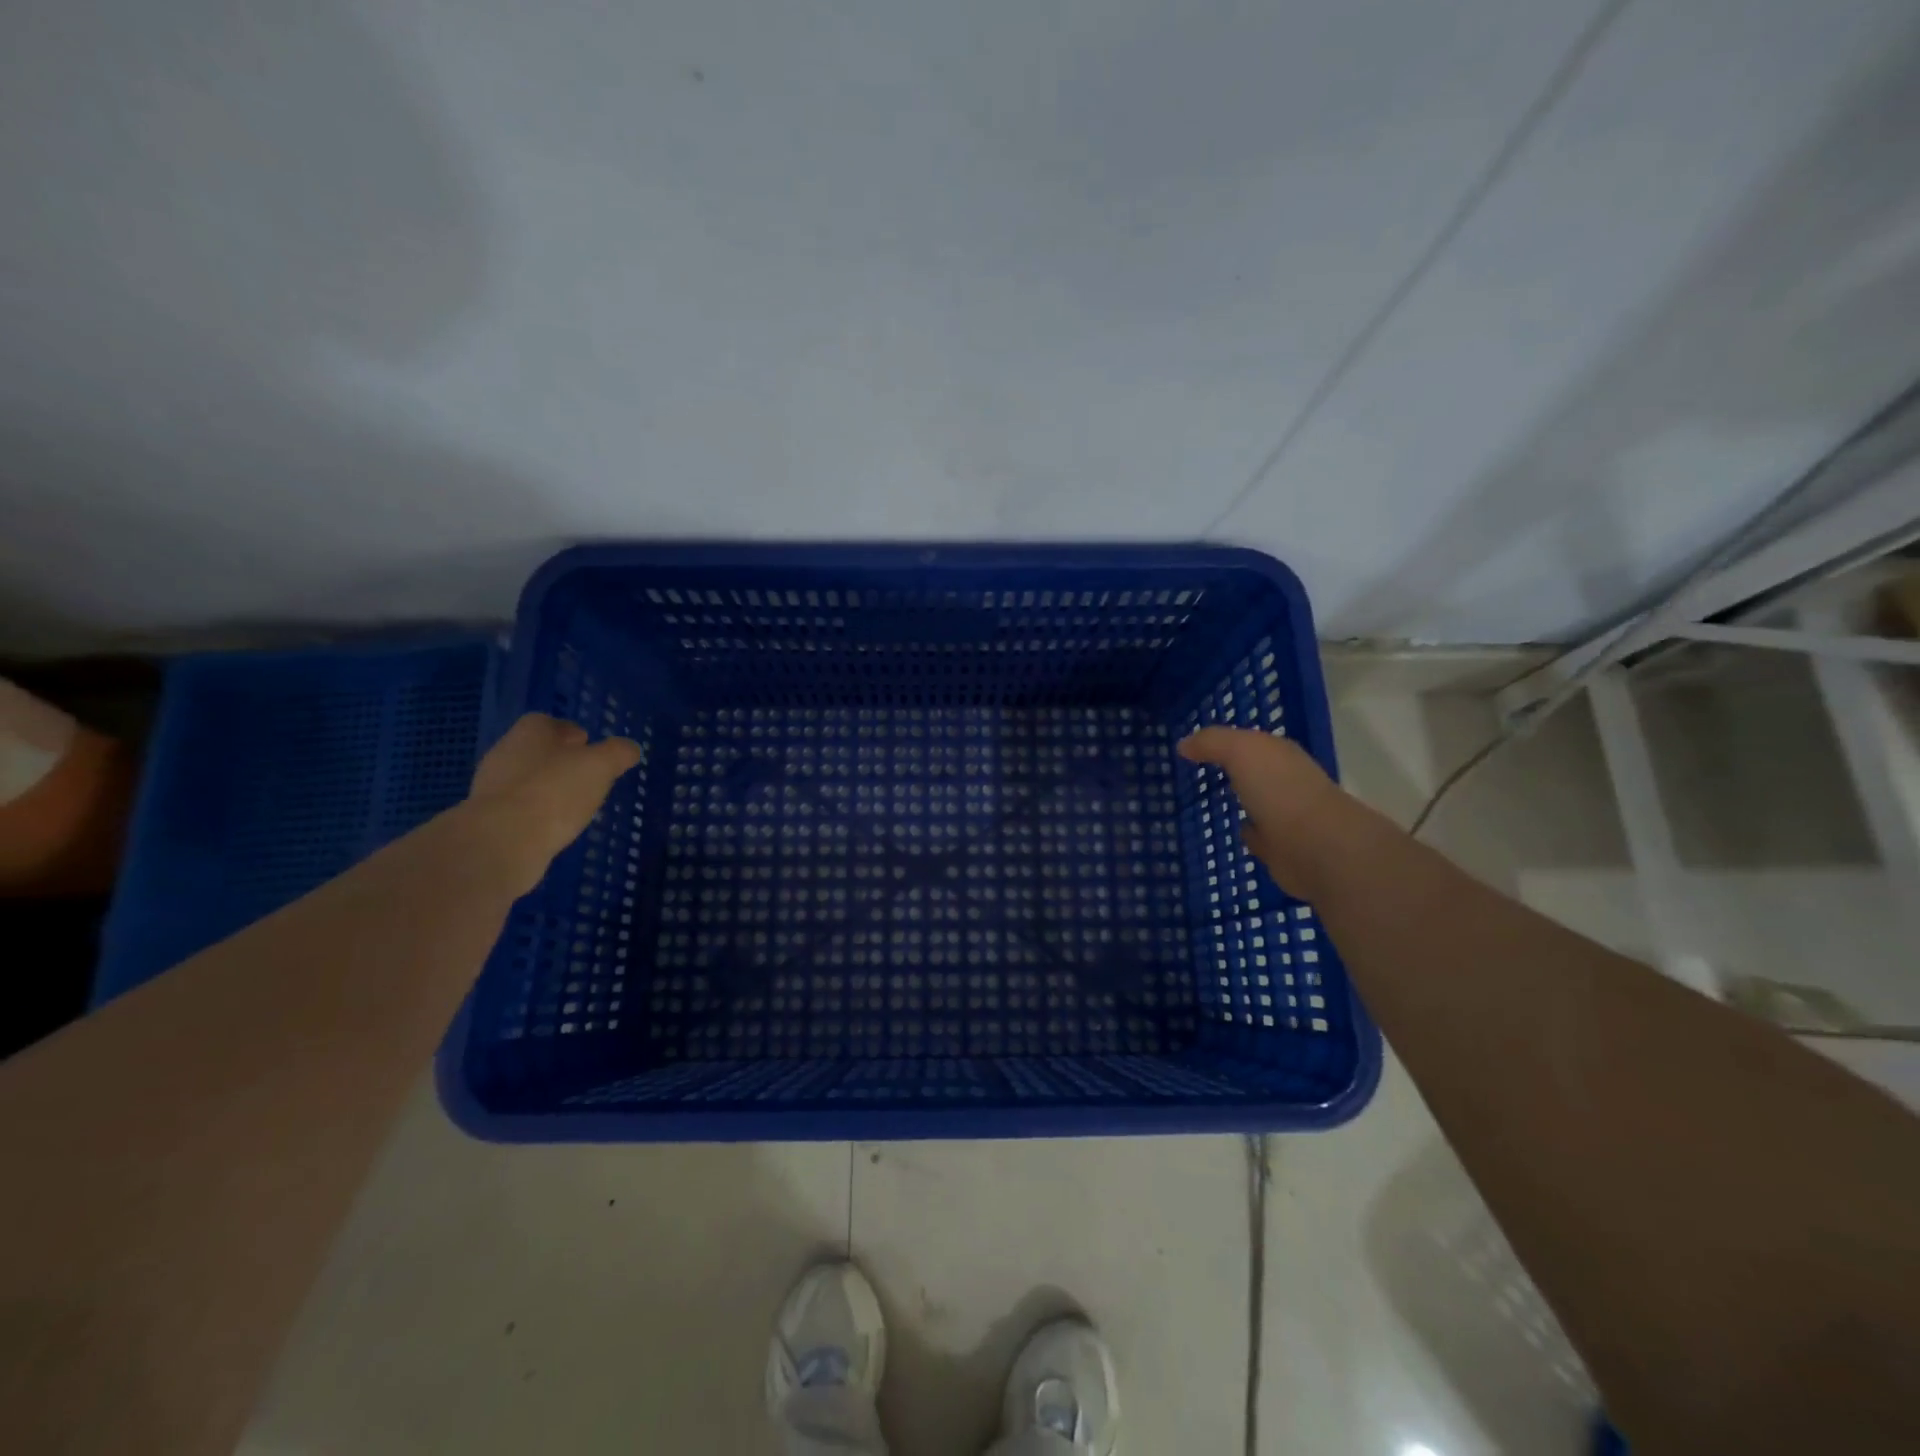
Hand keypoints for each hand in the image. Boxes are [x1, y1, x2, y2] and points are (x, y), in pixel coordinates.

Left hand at [465, 713, 643, 892]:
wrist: (503, 841)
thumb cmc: (555, 791)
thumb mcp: (601, 766)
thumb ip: (618, 753)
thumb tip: (629, 748)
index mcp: (530, 733)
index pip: (548, 722)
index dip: (570, 732)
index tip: (590, 747)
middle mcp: (505, 754)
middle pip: (536, 751)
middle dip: (560, 761)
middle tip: (587, 776)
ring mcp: (492, 788)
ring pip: (527, 780)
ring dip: (548, 789)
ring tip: (575, 805)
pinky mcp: (487, 820)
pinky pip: (519, 809)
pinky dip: (537, 814)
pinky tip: (554, 827)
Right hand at [1177, 727, 1347, 895]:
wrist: (1317, 847)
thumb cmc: (1279, 790)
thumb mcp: (1241, 751)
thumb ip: (1212, 742)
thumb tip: (1183, 745)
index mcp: (1280, 755)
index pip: (1251, 742)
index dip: (1225, 742)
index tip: (1195, 746)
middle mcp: (1286, 782)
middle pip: (1254, 772)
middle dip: (1233, 770)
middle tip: (1197, 772)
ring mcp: (1286, 817)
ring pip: (1255, 803)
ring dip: (1240, 802)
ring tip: (1209, 802)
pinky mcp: (1282, 849)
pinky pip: (1257, 836)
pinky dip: (1247, 833)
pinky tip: (1231, 831)